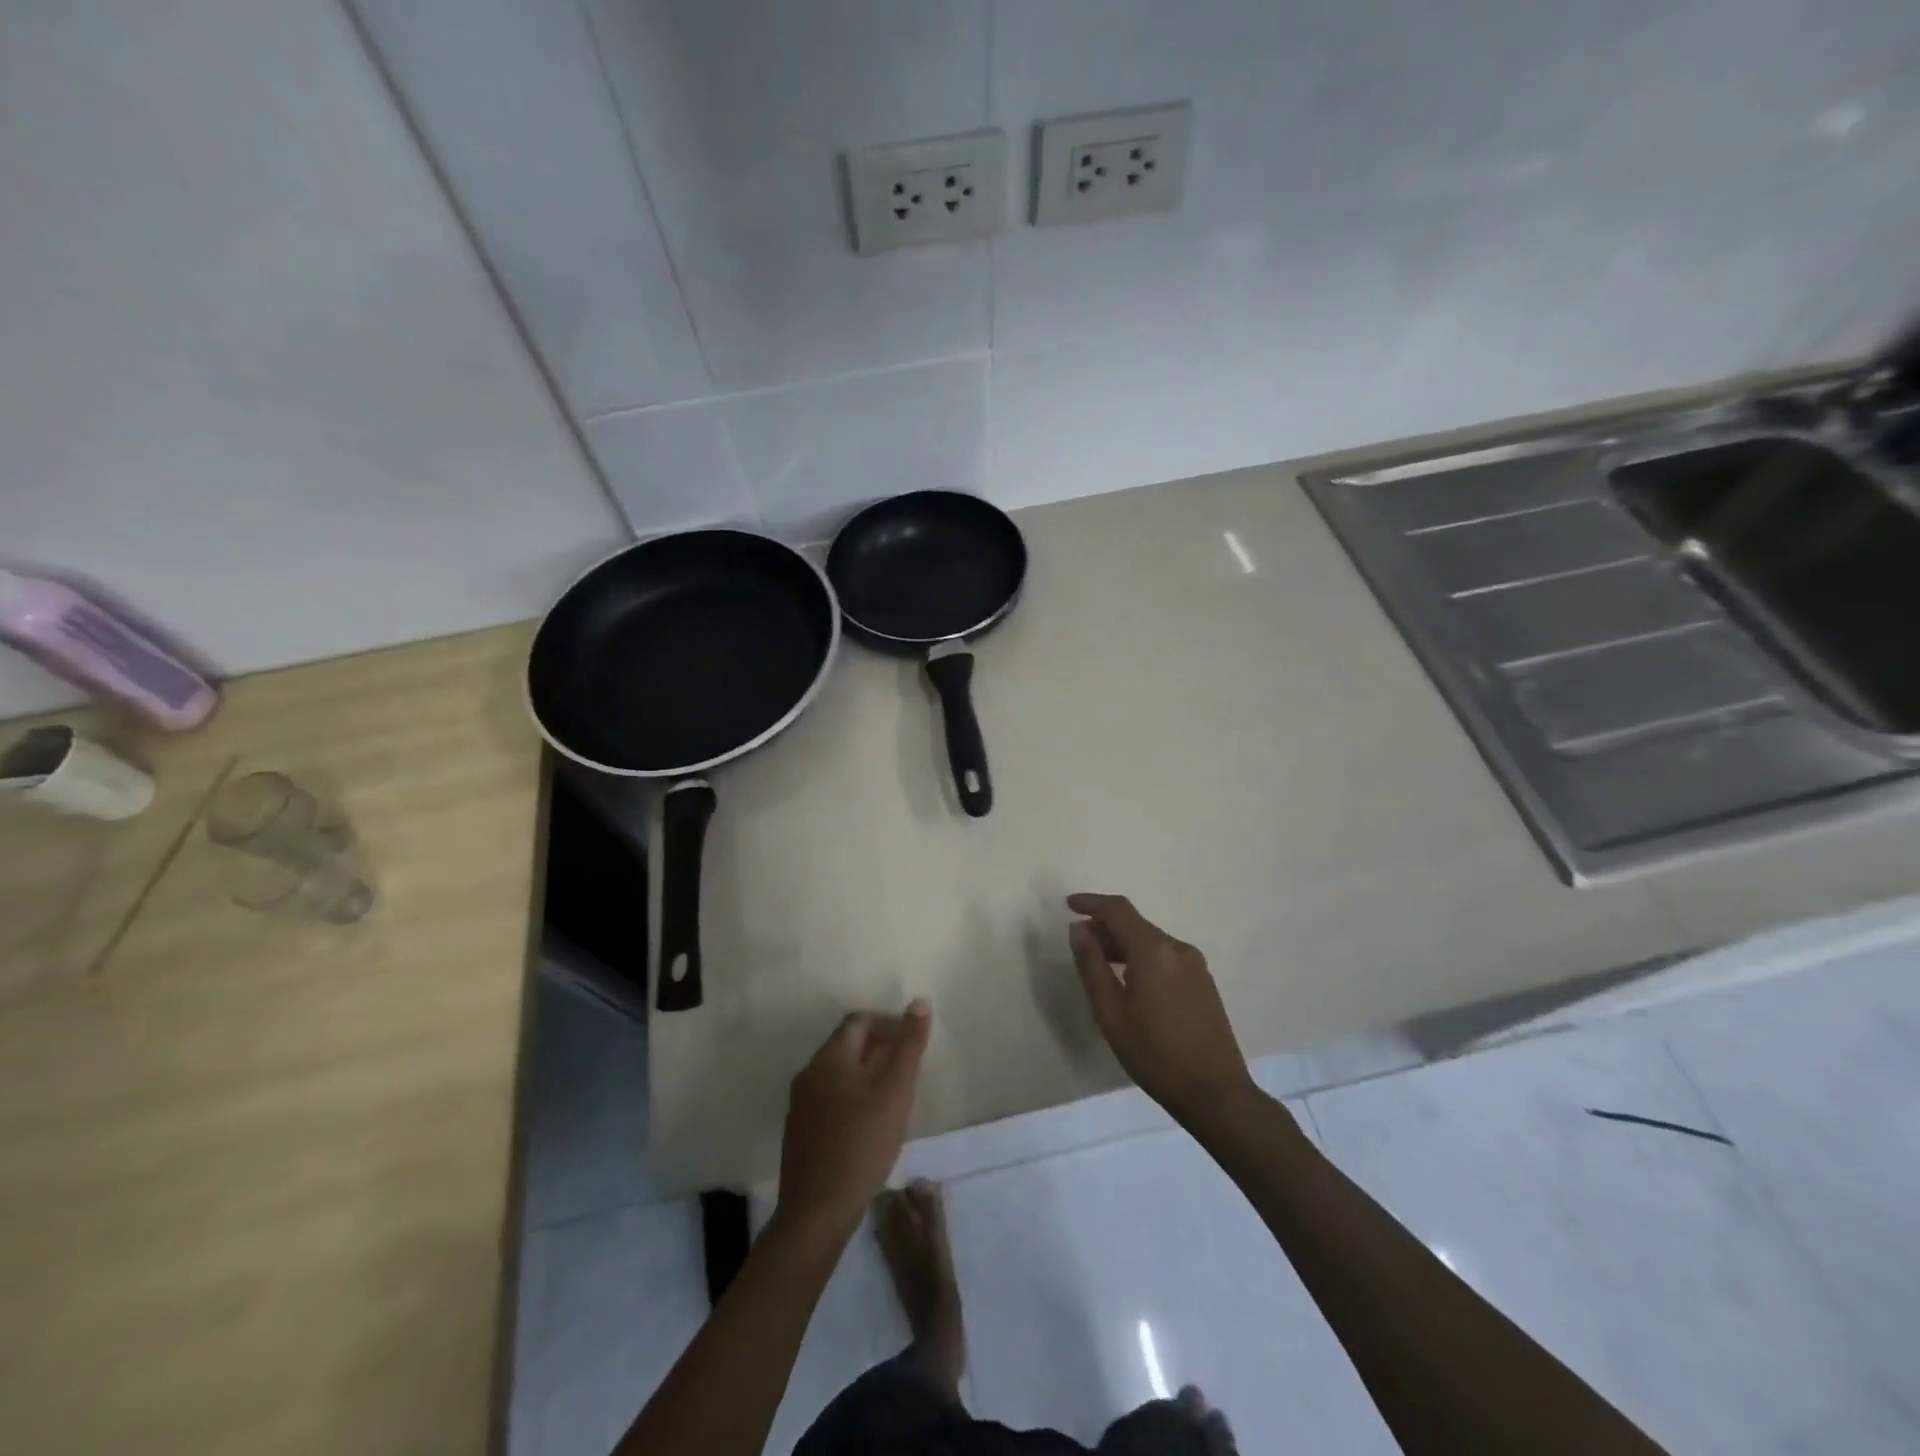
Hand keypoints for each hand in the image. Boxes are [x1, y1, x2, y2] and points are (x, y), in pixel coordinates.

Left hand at [776, 1001, 931, 1244]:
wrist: (816, 1212)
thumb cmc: (861, 1144)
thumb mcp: (895, 1091)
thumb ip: (909, 1046)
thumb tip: (919, 1003)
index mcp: (829, 1058)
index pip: (859, 1021)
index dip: (888, 1023)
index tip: (912, 1042)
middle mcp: (809, 1074)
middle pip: (847, 1045)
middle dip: (880, 1049)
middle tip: (909, 1070)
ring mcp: (800, 1105)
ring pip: (839, 1075)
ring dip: (867, 1075)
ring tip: (894, 1097)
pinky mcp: (800, 1133)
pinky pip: (830, 1100)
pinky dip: (853, 1098)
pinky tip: (870, 1126)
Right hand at [1067, 893, 1256, 1124]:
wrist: (1214, 1092)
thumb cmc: (1154, 1053)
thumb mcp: (1110, 1011)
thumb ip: (1091, 964)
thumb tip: (1079, 928)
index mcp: (1154, 950)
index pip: (1119, 910)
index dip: (1092, 903)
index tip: (1069, 905)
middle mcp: (1178, 948)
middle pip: (1135, 924)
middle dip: (1105, 927)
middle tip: (1079, 943)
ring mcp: (1195, 965)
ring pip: (1151, 941)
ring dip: (1123, 944)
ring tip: (1099, 964)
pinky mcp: (1203, 982)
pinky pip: (1165, 956)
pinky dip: (1141, 957)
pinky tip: (1129, 981)